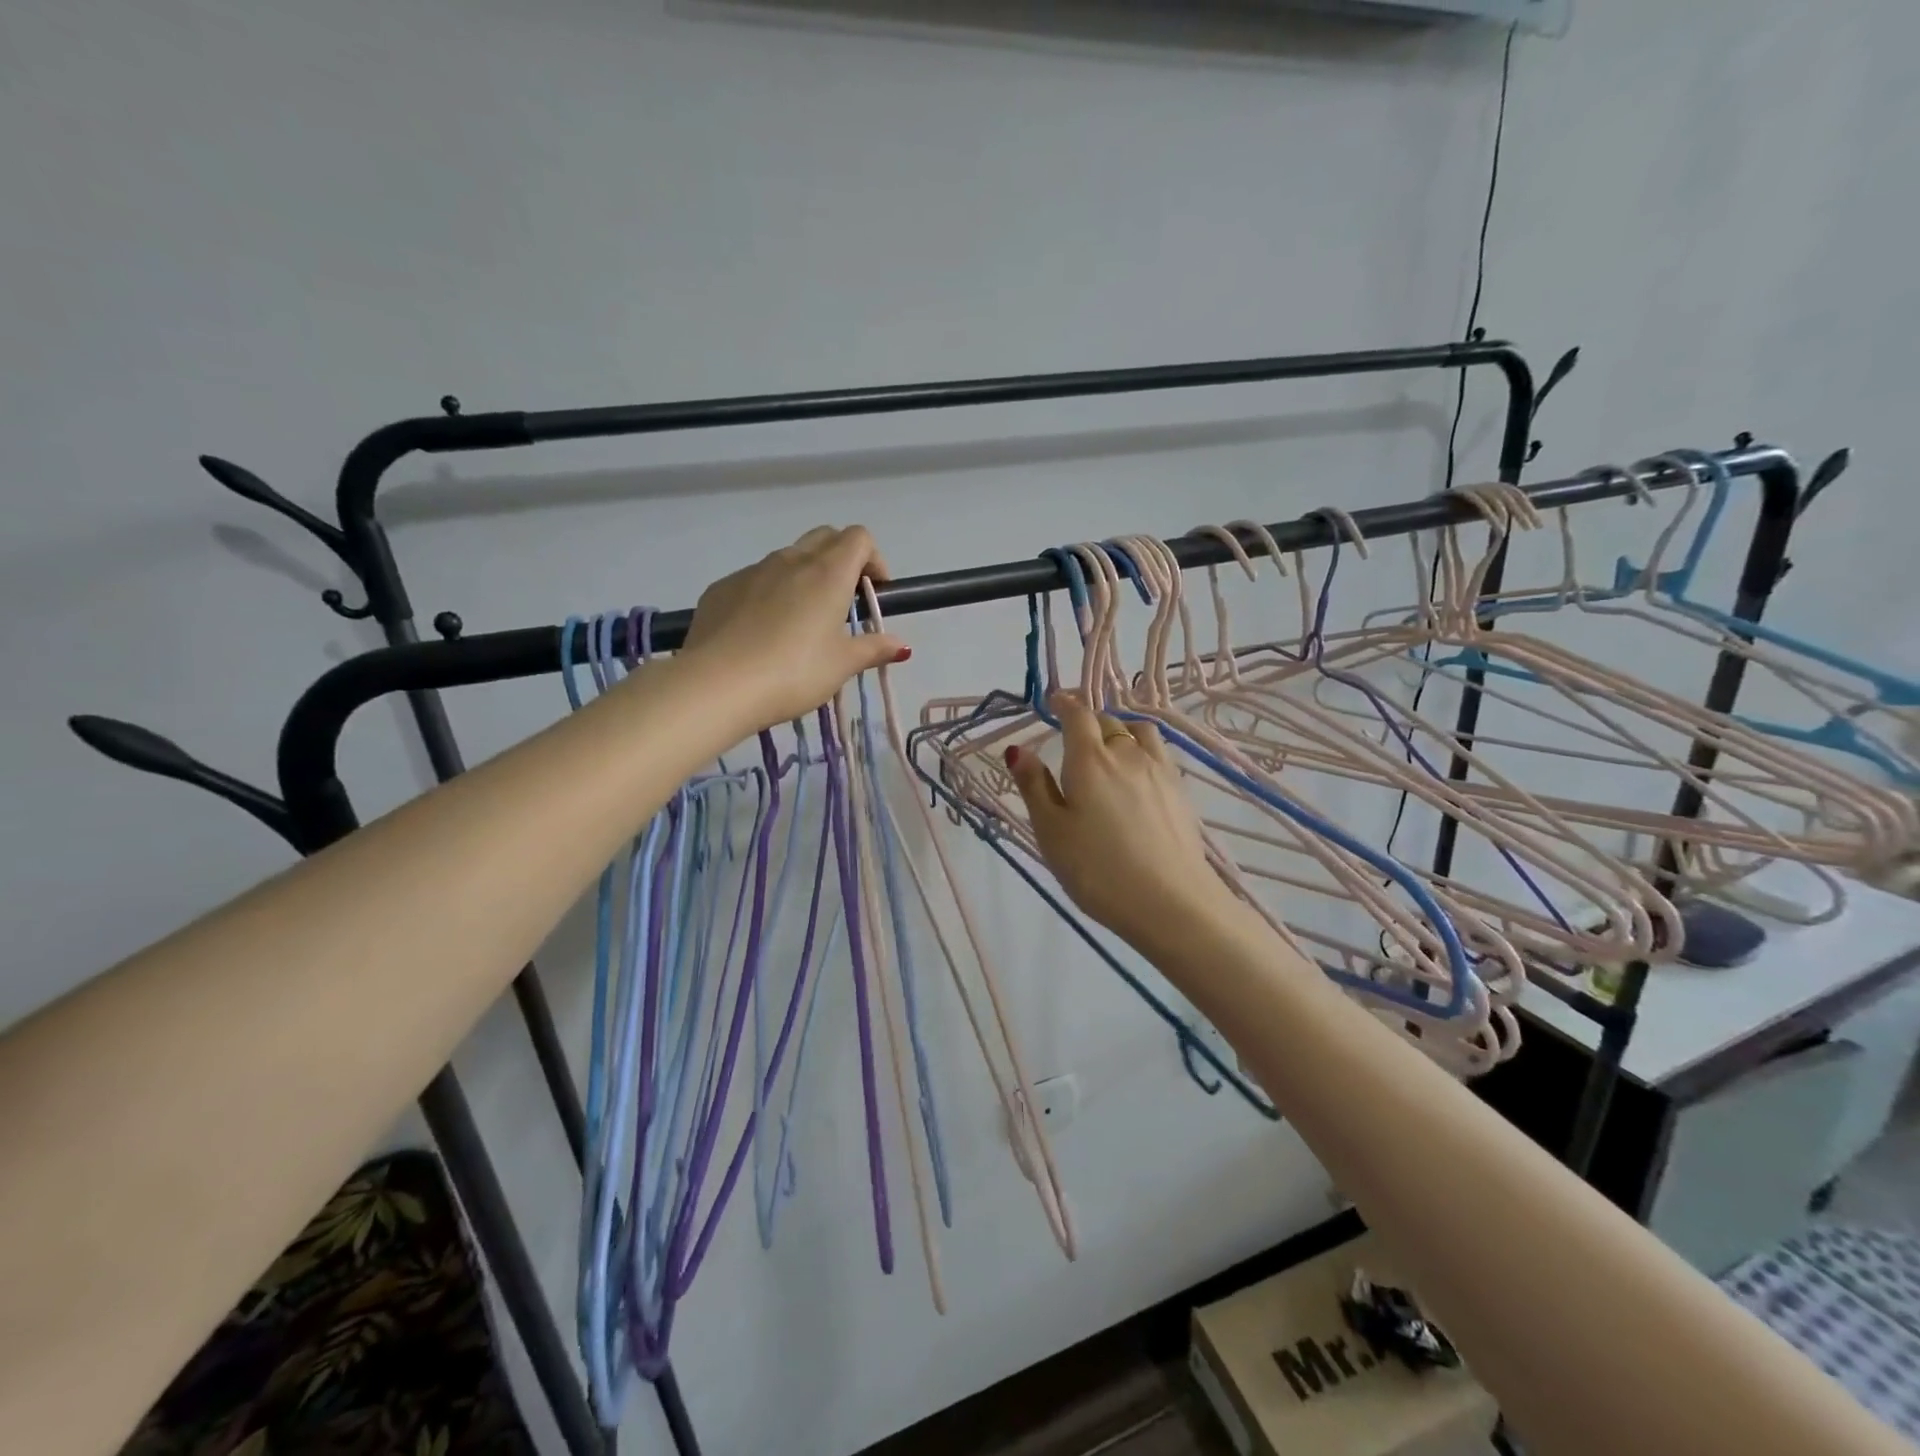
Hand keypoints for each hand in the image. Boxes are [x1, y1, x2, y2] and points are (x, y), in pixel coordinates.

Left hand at [680, 526, 907, 730]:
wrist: (717, 685)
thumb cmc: (794, 673)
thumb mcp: (842, 665)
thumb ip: (873, 649)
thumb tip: (901, 645)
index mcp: (827, 573)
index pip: (859, 538)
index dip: (873, 559)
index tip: (873, 593)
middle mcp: (790, 561)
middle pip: (824, 538)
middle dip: (841, 559)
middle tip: (843, 602)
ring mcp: (751, 571)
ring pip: (787, 558)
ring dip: (804, 577)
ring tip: (802, 622)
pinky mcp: (721, 588)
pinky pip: (754, 580)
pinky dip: (769, 594)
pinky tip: (762, 633)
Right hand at [1008, 693, 1244, 956]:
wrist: (1170, 902)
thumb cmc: (1097, 869)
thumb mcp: (1051, 831)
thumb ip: (1034, 786)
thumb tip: (1018, 749)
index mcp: (1089, 760)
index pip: (1077, 715)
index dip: (1065, 703)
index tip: (1055, 700)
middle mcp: (1126, 754)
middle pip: (1108, 721)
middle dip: (1088, 720)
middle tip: (1074, 733)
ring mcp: (1159, 771)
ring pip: (1139, 732)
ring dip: (1120, 729)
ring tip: (1110, 745)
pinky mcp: (1179, 791)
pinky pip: (1158, 752)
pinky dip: (1142, 748)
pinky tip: (1137, 771)